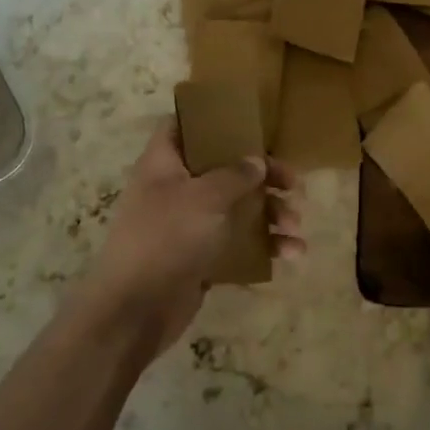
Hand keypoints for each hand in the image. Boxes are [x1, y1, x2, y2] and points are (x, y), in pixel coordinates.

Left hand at [85, 122, 302, 358]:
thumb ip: (235, 175)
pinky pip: (238, 243)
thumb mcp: (204, 197)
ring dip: (270, 214)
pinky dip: (263, 246)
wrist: (135, 310)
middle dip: (262, 176)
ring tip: (294, 226)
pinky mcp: (201, 258)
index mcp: (164, 164)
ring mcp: (188, 225)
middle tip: (293, 184)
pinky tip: (291, 254)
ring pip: (236, 208)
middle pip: (223, 169)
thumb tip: (257, 161)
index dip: (208, 119)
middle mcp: (175, 189)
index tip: (245, 122)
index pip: (179, 126)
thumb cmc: (166, 238)